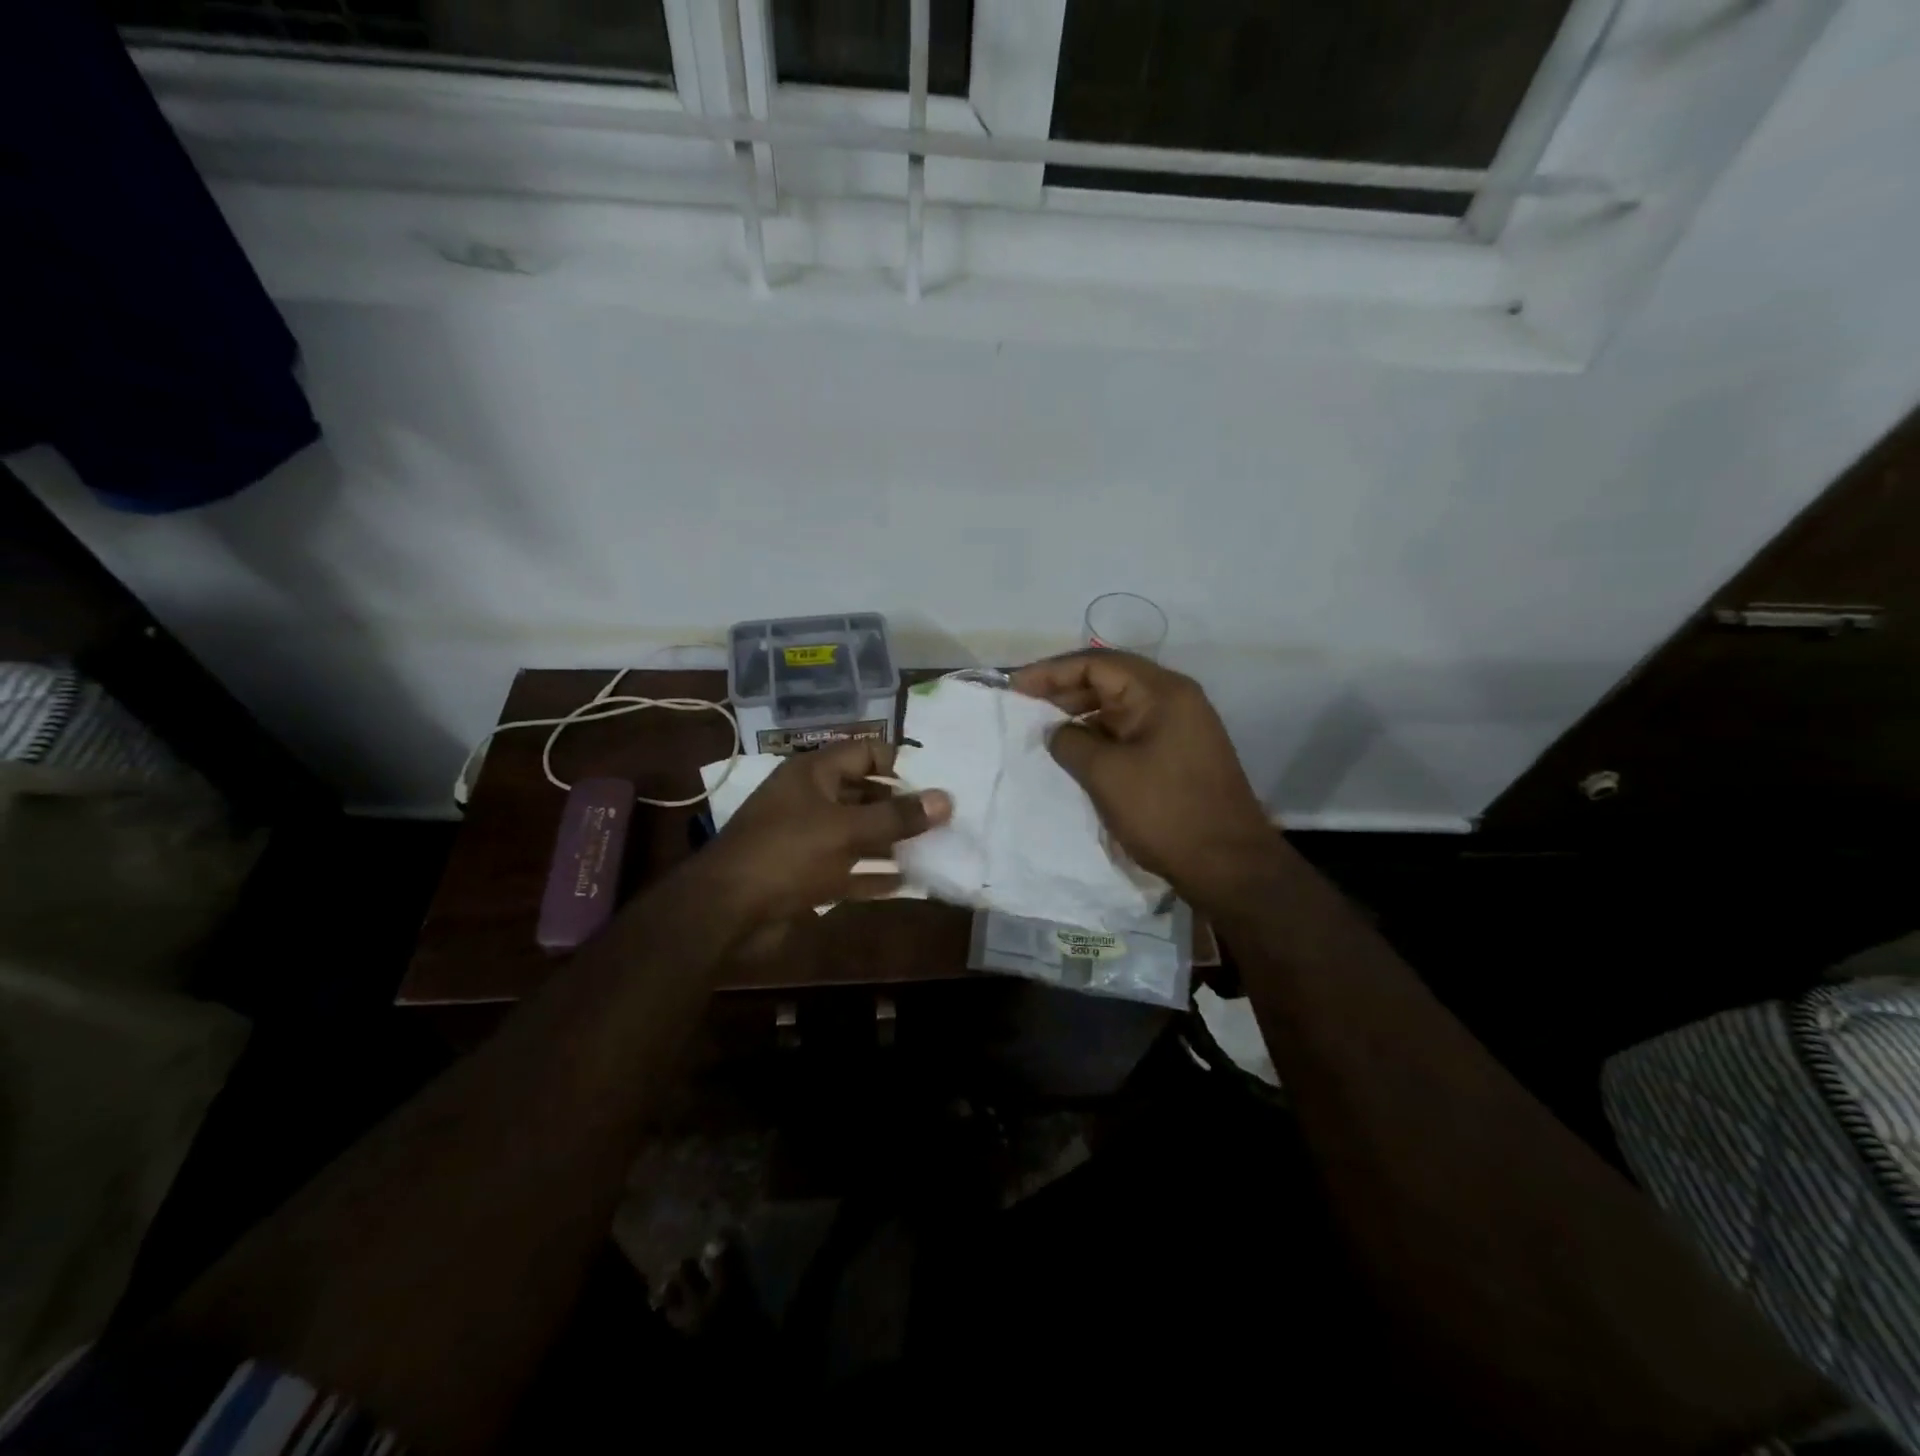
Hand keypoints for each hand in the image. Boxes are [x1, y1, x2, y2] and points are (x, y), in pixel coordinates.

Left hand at [704, 739, 951, 923]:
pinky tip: (908, 883)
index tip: (937, 780)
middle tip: (943, 817)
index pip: (866, 752)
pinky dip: (874, 875)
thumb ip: (897, 816)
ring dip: (892, 842)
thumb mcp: (846, 830)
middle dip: (901, 805)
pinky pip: (849, 869)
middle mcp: (810, 800)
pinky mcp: (806, 875)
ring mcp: (807, 839)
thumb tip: (946, 799)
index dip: (901, 762)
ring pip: (859, 833)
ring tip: (935, 847)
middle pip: (865, 793)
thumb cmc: (786, 855)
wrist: (725, 912)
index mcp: (813, 774)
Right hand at [1010, 652, 1277, 906]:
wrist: (1228, 866)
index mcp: (1161, 692)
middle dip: (1064, 690)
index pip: (1097, 663)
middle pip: (1110, 679)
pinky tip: (1075, 751)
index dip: (1051, 672)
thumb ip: (1071, 742)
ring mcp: (1180, 727)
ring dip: (1081, 713)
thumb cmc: (1165, 813)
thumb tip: (1055, 730)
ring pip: (1120, 706)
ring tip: (1043, 729)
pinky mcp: (1179, 753)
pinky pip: (1131, 730)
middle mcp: (1174, 699)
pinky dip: (1100, 734)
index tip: (1014, 687)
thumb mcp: (1106, 774)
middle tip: (1023, 706)